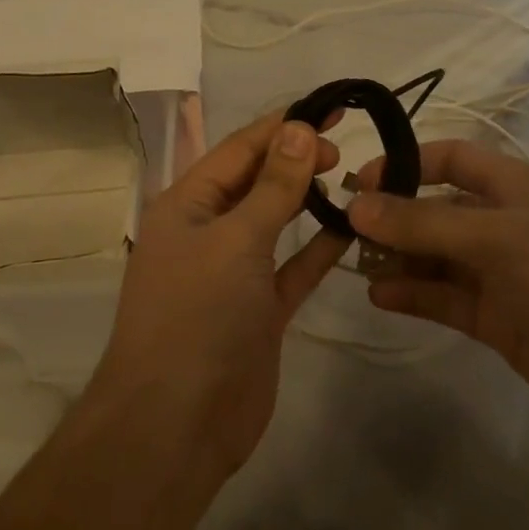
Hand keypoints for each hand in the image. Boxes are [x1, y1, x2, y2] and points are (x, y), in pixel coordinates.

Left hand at [93, 110, 350, 476]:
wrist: (177, 422)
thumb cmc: (197, 315)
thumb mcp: (236, 241)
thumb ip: (272, 187)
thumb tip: (298, 127)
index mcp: (186, 205)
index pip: (238, 150)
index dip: (282, 126)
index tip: (329, 108)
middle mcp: (206, 232)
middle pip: (256, 182)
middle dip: (295, 159)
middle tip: (344, 147)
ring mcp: (233, 274)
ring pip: (275, 223)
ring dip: (306, 200)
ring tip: (351, 176)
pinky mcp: (258, 310)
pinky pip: (292, 268)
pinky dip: (318, 249)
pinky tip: (350, 229)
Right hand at [350, 139, 528, 456]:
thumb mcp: (501, 242)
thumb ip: (424, 226)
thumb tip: (356, 205)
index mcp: (520, 188)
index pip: (454, 158)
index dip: (406, 163)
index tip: (358, 182)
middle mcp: (510, 225)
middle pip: (439, 210)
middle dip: (394, 217)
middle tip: (343, 233)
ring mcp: (506, 276)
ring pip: (438, 258)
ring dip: (399, 259)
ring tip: (353, 267)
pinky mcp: (503, 322)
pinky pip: (447, 299)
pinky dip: (415, 296)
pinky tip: (380, 298)